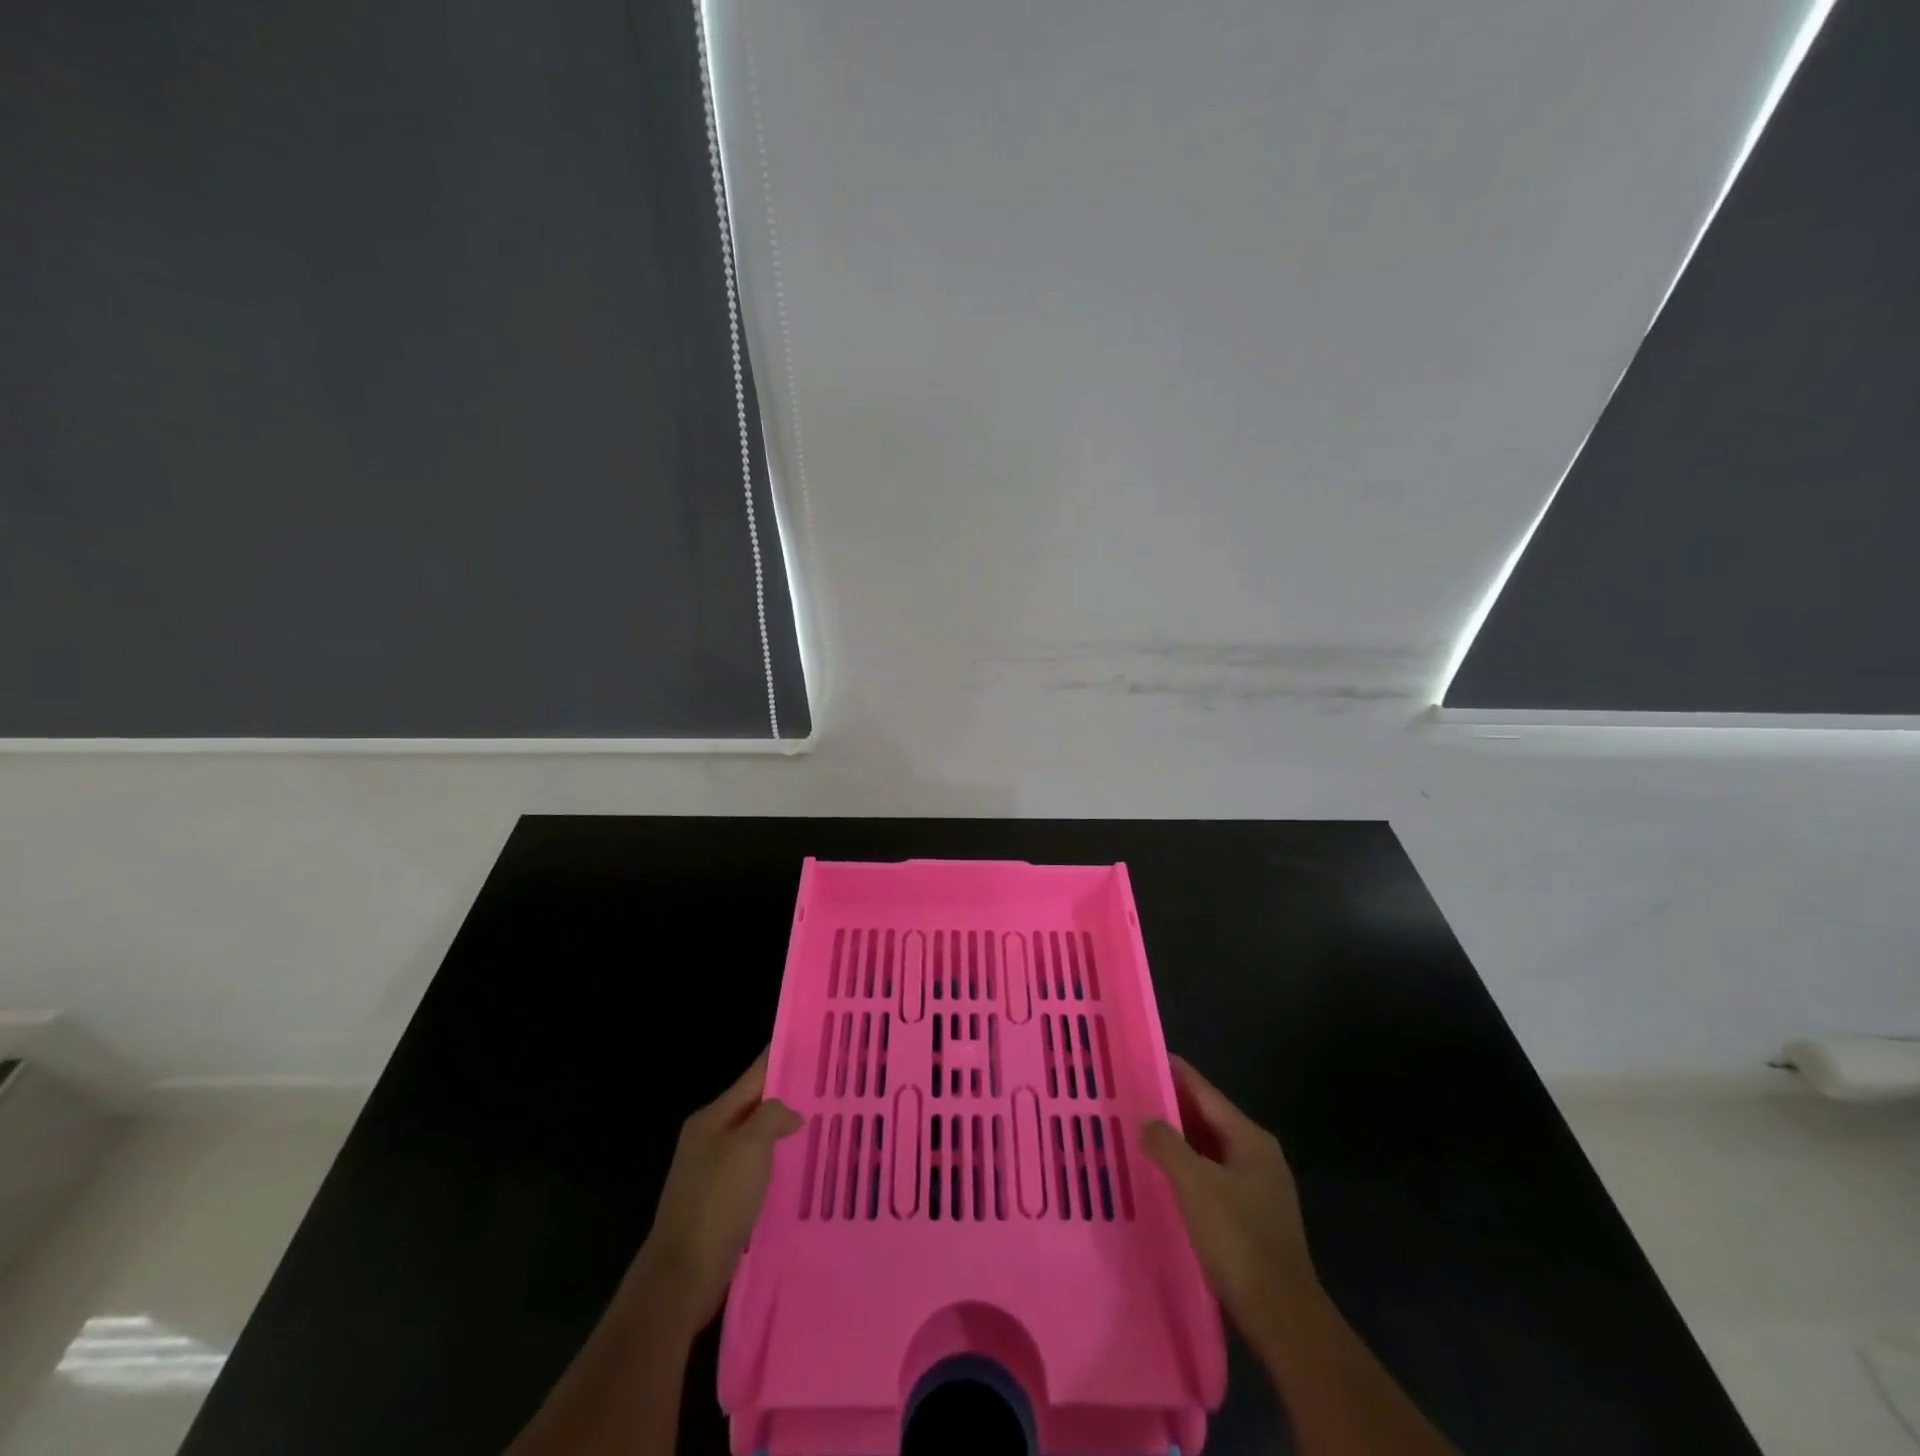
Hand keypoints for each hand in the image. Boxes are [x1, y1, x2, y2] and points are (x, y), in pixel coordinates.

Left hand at [633, 1049, 802, 1337]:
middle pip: (754, 1106)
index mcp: (712, 1117)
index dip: (781, 1057)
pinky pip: (754, 1169)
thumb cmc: (717, 1201)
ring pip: (755, 1139)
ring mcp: (712, 1171)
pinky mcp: (719, 1202)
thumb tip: (791, 1114)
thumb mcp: (750, 1146)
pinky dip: (775, 1163)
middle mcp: (709, 1137)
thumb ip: (773, 1116)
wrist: (682, 1275)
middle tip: (829, 1087)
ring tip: (822, 1125)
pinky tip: (798, 1169)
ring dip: (783, 1132)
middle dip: (787, 1096)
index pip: (753, 1075)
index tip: (812, 1043)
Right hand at [1142, 1055, 1317, 1352]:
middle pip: (1208, 1119)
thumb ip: (1168, 1145)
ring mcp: (1258, 1188)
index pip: (1205, 1093)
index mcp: (1250, 1139)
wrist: (1282, 1316)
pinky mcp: (1252, 1217)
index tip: (1146, 1056)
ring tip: (1140, 1132)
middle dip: (1172, 1107)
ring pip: (1209, 1150)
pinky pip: (1213, 1177)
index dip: (1176, 1073)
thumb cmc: (1238, 1240)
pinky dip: (1188, 1169)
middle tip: (1133, 1095)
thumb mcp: (1195, 1185)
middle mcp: (1257, 1155)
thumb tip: (1147, 1121)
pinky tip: (1164, 1177)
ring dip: (1178, 1141)